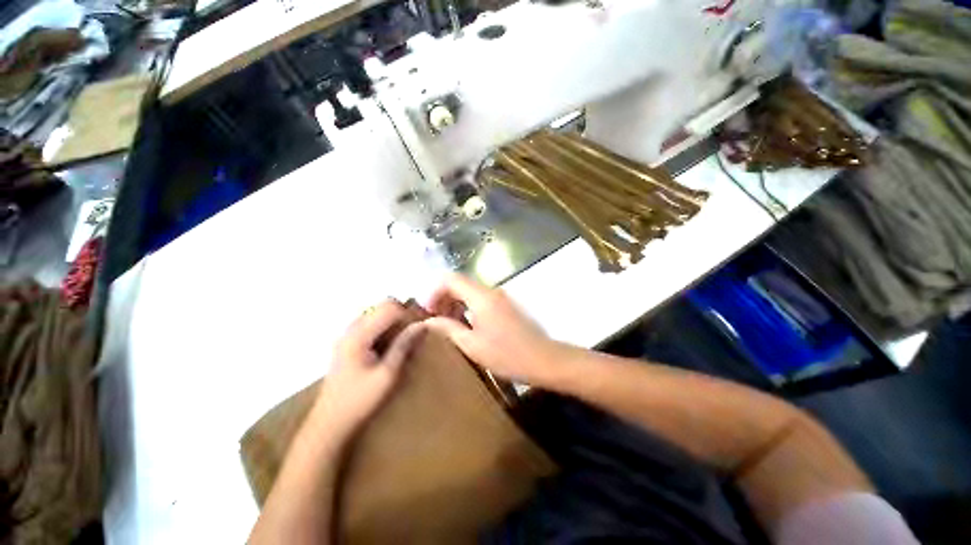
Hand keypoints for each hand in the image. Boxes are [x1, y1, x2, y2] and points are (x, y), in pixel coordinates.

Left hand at [314, 300, 425, 439]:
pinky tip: (389, 345)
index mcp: (359, 335)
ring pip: (377, 312)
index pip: (389, 307)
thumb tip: (422, 325)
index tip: (420, 328)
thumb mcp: (388, 374)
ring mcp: (347, 334)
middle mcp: (351, 329)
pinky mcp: (347, 342)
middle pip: (382, 305)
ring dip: (394, 320)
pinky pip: (371, 323)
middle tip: (414, 332)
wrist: (329, 423)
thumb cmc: (360, 401)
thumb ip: (403, 345)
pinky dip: (385, 327)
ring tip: (404, 338)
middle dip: (402, 313)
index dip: (408, 314)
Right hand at [424, 274, 564, 384]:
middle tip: (433, 319)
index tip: (427, 311)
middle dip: (443, 297)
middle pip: (460, 283)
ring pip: (470, 291)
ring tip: (446, 324)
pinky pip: (481, 298)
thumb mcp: (472, 345)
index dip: (434, 291)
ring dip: (455, 302)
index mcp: (481, 297)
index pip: (451, 279)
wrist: (544, 359)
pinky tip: (465, 325)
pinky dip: (468, 306)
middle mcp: (491, 291)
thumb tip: (428, 321)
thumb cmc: (507, 355)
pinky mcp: (506, 305)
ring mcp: (500, 297)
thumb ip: (448, 328)